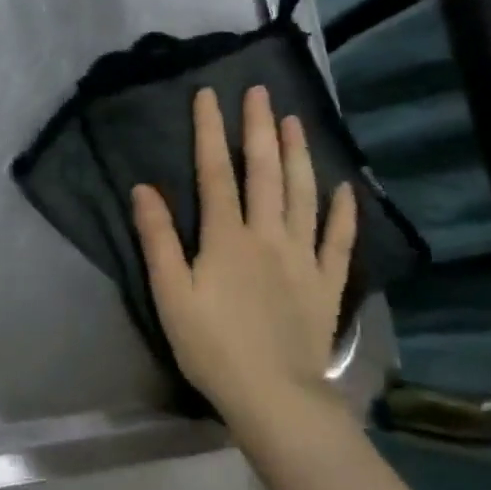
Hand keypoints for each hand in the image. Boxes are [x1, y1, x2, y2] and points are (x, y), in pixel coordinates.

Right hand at [131, 87, 356, 425]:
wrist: (275, 397)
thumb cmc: (213, 346)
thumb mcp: (171, 294)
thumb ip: (158, 239)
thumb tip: (144, 189)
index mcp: (227, 237)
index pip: (216, 172)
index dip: (210, 131)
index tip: (208, 95)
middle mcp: (268, 235)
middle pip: (265, 172)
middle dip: (259, 128)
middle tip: (260, 92)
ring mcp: (303, 257)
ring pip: (303, 194)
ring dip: (298, 154)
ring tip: (296, 120)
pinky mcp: (326, 282)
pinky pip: (338, 239)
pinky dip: (344, 211)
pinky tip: (346, 187)